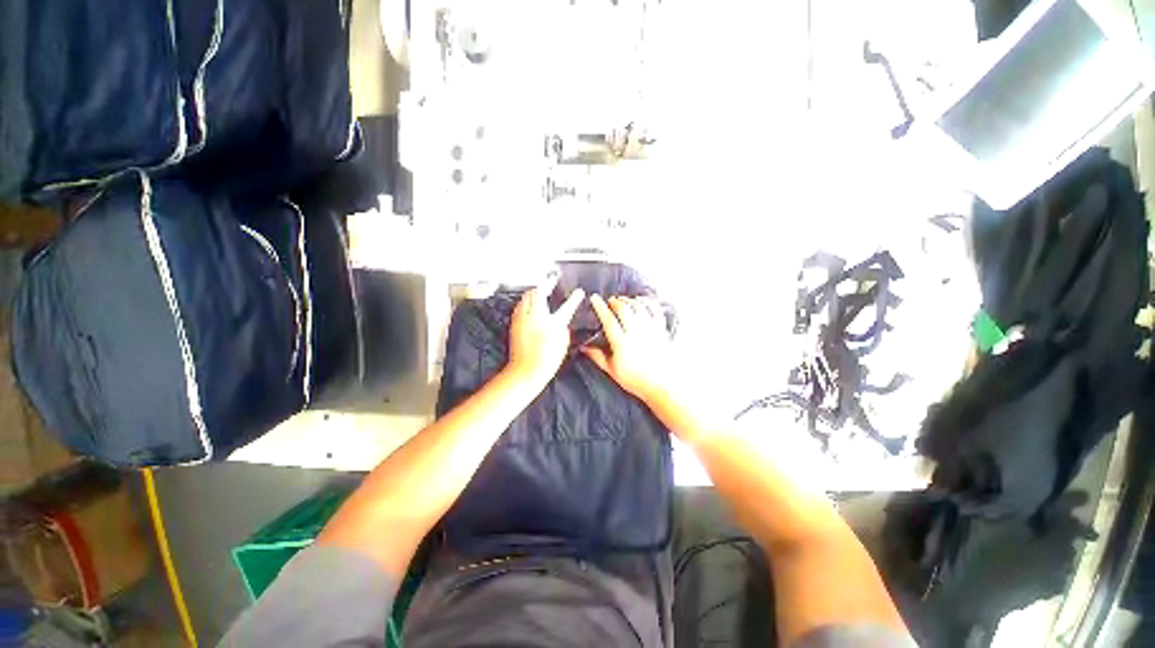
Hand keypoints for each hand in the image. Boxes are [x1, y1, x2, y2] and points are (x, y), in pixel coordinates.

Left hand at [507, 276, 584, 386]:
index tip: (579, 292)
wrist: (526, 371)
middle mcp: (536, 318)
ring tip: (539, 288)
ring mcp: (523, 319)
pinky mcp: (515, 324)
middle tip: (551, 280)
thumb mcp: (562, 344)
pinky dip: (526, 300)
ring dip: (534, 290)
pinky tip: (528, 303)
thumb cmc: (546, 361)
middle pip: (538, 293)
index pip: (567, 307)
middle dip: (545, 284)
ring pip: (526, 297)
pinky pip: (520, 305)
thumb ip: (563, 329)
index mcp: (553, 324)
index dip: (574, 299)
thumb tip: (561, 322)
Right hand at [582, 295, 671, 402]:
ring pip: (638, 307)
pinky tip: (641, 301)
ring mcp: (650, 330)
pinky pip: (655, 310)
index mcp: (622, 344)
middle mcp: (636, 333)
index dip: (600, 307)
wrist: (662, 386)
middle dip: (615, 301)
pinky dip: (647, 302)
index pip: (609, 320)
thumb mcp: (612, 371)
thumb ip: (597, 357)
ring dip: (629, 300)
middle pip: (624, 309)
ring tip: (622, 300)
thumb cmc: (635, 380)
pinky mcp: (661, 330)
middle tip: (610, 300)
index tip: (594, 298)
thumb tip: (583, 347)